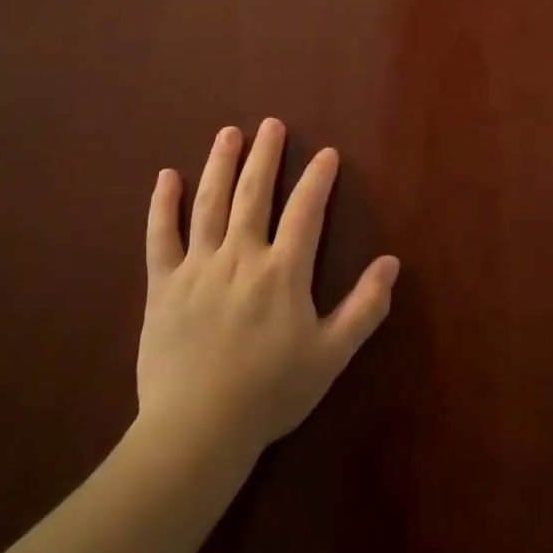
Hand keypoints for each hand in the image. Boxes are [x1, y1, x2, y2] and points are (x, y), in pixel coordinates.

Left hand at [137, 119, 398, 455]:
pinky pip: (160, 236)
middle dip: (265, 156)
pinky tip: (167, 177)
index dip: (318, 179)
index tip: (326, 153)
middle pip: (254, 193)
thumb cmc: (271, 393)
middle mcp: (241, 256)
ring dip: (220, 164)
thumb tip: (392, 263)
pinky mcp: (163, 284)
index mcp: (283, 272)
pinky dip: (163, 205)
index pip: (305, 211)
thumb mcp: (332, 355)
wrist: (199, 428)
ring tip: (229, 133)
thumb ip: (365, 308)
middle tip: (271, 124)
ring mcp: (198, 267)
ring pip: (210, 203)